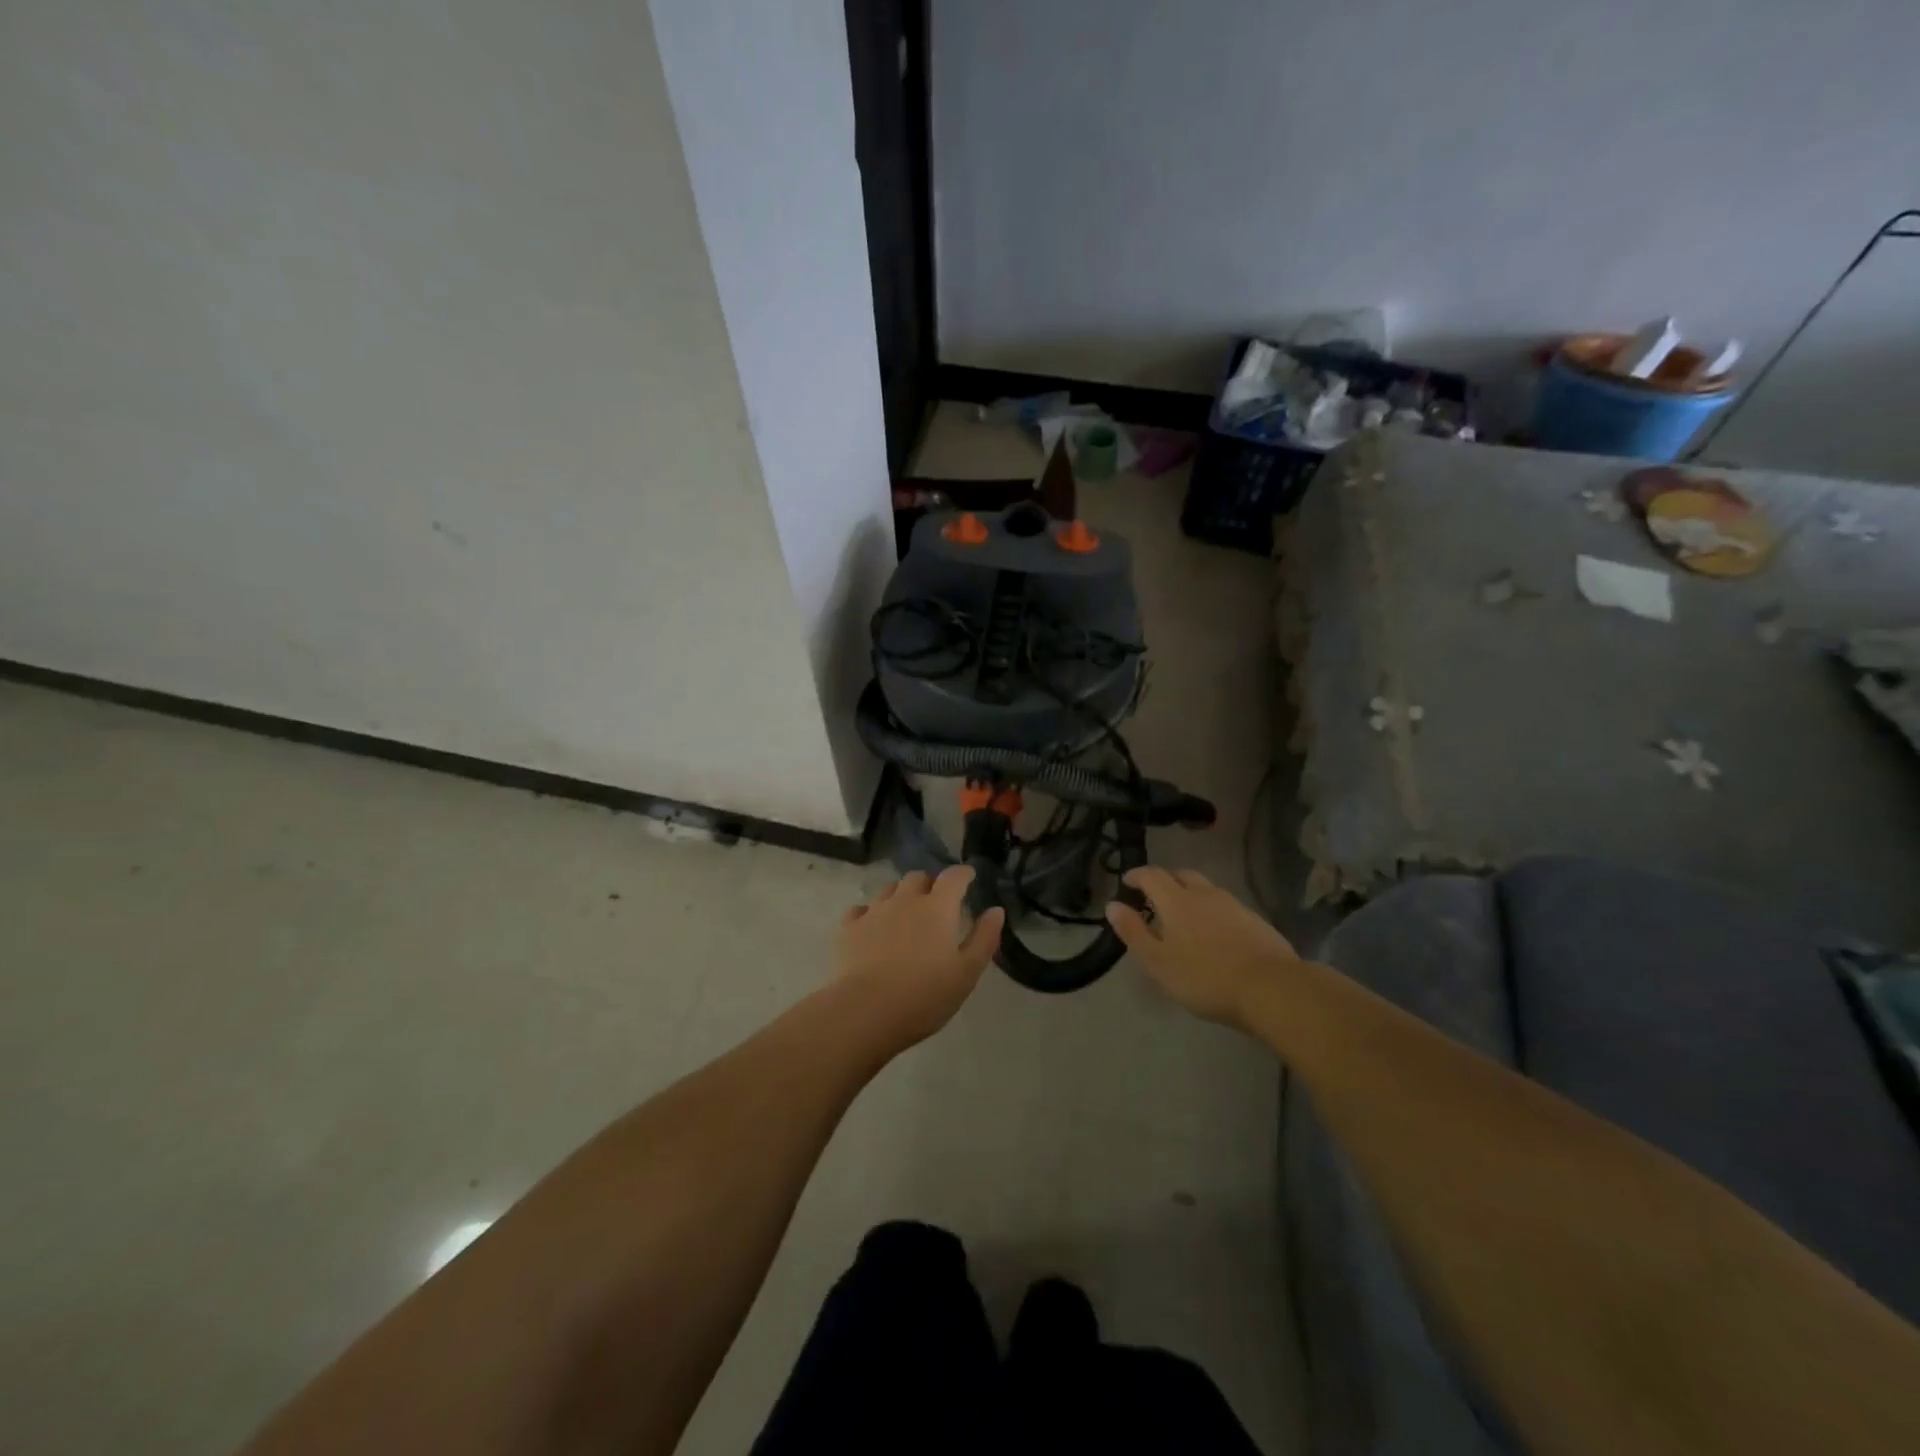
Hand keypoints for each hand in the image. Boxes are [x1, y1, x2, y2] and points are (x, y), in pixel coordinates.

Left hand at [834, 867, 1004, 1046]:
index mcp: (937, 908)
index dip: (963, 874)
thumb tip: (996, 910)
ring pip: (889, 890)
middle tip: (936, 901)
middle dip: (929, 884)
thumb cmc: (924, 995)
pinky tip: (872, 928)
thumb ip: (984, 938)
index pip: (953, 877)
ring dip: (900, 895)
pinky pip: (860, 910)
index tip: (968, 876)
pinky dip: (869, 914)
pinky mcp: (848, 928)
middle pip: (918, 877)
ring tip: (905, 913)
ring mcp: (873, 912)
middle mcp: (905, 900)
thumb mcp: (967, 973)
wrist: (865, 1012)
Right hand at [1105, 867, 1301, 1025]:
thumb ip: (1134, 932)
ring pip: (1204, 888)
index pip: (1152, 875)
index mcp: (1176, 900)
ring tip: (1182, 914)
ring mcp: (1233, 904)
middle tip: (1153, 896)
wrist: (1271, 988)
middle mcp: (1204, 893)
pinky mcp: (1254, 920)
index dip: (1136, 875)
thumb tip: (1112, 905)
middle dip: (1164, 879)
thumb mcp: (1158, 961)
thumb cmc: (1205, 977)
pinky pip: (1224, 904)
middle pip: (1180, 874)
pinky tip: (1213, 930)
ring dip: (1188, 892)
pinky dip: (1210, 908)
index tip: (1126, 882)